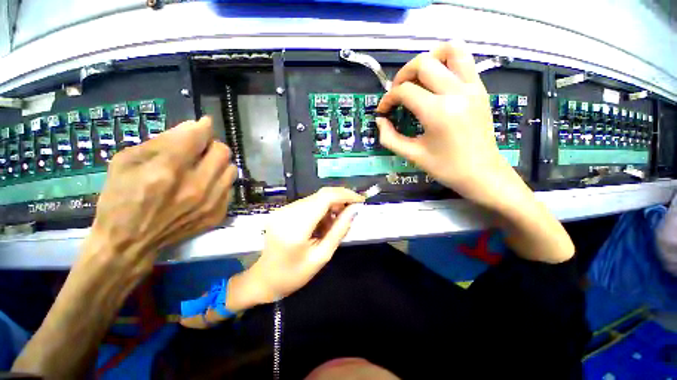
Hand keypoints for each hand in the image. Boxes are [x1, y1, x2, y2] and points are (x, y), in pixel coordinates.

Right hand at [84, 116, 236, 280]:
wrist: (130, 243)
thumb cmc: (119, 200)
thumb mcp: (126, 162)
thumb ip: (161, 142)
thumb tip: (192, 128)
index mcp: (167, 170)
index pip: (199, 137)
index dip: (203, 126)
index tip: (204, 123)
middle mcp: (196, 186)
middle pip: (223, 152)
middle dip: (212, 145)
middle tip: (200, 149)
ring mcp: (211, 202)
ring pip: (231, 169)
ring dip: (219, 163)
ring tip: (203, 167)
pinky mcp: (218, 214)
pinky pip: (230, 187)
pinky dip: (220, 181)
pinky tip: (205, 185)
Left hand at [239, 187, 364, 304]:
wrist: (265, 279)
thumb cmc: (295, 274)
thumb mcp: (322, 256)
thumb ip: (339, 230)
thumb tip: (354, 209)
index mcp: (296, 227)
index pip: (325, 198)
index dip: (345, 195)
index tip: (360, 200)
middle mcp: (287, 212)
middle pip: (320, 195)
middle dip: (339, 200)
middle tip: (349, 214)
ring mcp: (282, 210)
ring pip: (314, 198)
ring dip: (329, 206)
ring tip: (333, 224)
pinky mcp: (281, 210)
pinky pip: (307, 203)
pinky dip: (319, 209)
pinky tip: (321, 223)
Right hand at [376, 41, 522, 209]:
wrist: (482, 173)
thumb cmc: (446, 168)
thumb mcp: (412, 155)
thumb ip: (390, 137)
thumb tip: (381, 120)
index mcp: (438, 112)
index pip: (405, 91)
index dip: (388, 99)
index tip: (383, 111)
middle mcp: (456, 92)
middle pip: (423, 63)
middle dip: (402, 76)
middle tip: (397, 93)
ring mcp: (472, 87)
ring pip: (449, 50)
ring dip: (428, 59)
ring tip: (418, 78)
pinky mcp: (480, 88)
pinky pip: (464, 60)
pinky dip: (446, 62)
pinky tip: (436, 80)